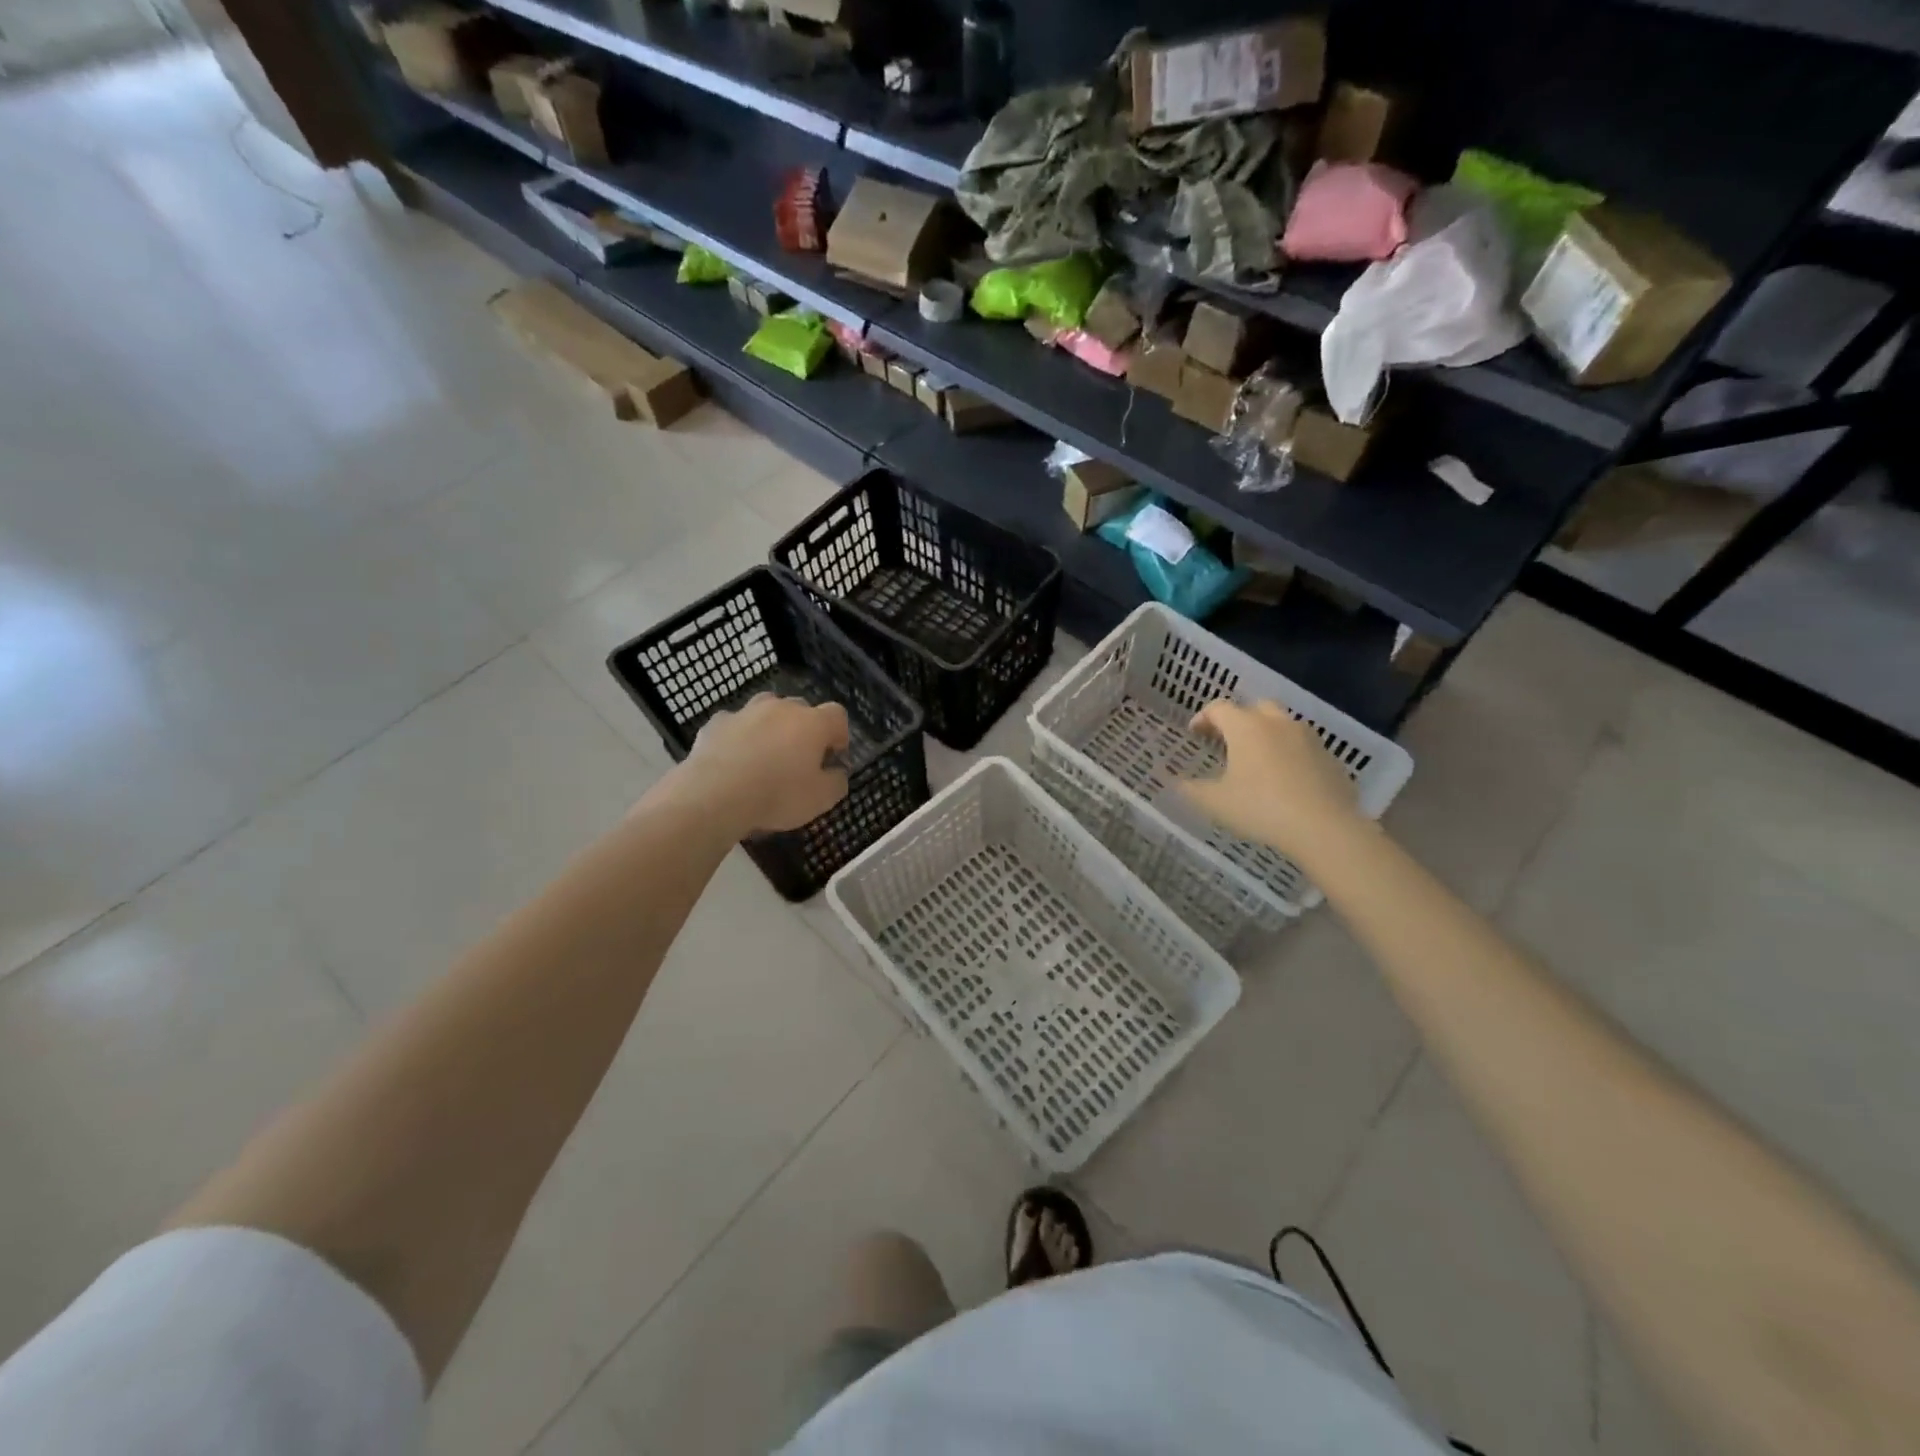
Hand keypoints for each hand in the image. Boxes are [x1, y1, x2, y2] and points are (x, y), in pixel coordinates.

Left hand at [678, 694, 850, 834]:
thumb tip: (837, 772)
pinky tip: (734, 759)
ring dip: (771, 726)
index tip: (833, 757)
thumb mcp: (821, 799)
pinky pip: (735, 724)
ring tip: (766, 753)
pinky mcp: (716, 722)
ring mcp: (746, 712)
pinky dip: (739, 736)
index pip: (837, 715)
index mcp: (812, 723)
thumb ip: (837, 782)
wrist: (714, 795)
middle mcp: (781, 709)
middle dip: (804, 729)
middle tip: (799, 758)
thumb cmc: (777, 795)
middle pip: (801, 709)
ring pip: (766, 709)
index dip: (839, 734)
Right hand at [1178, 700, 1361, 858]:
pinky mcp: (1330, 758)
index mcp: (1246, 727)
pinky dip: (1290, 755)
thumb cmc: (1261, 808)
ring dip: (1267, 735)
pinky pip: (1303, 747)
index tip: (1195, 733)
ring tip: (1258, 761)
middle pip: (1255, 708)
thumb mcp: (1215, 803)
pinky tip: (1286, 780)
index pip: (1219, 708)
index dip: (1203, 717)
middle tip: (1228, 741)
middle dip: (1239, 720)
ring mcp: (1308, 738)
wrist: (1325, 828)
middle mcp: (1277, 723)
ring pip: (1283, 725)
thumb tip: (1178, 783)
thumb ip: (1192, 790)